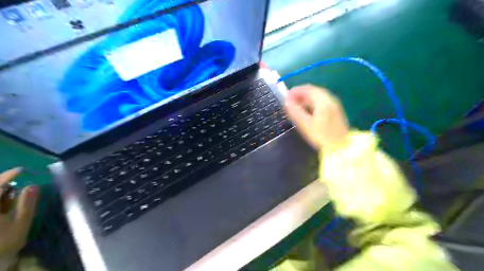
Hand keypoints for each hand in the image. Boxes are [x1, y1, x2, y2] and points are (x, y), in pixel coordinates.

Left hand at [0, 168, 37, 267]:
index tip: (22, 170)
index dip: (8, 176)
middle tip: (20, 185)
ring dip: (1, 194)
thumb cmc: (4, 242)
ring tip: (14, 196)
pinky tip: (5, 206)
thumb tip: (33, 185)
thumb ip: (27, 203)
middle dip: (4, 185)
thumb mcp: (21, 222)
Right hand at [284, 85, 347, 150]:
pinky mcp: (335, 111)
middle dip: (300, 94)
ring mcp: (334, 104)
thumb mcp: (305, 124)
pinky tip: (307, 110)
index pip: (307, 89)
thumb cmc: (321, 136)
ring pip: (318, 96)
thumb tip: (286, 100)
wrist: (341, 147)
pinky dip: (312, 103)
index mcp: (323, 100)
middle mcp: (330, 99)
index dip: (295, 91)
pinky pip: (322, 101)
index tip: (285, 97)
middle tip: (290, 102)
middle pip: (313, 91)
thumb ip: (294, 111)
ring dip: (306, 98)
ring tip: (296, 106)